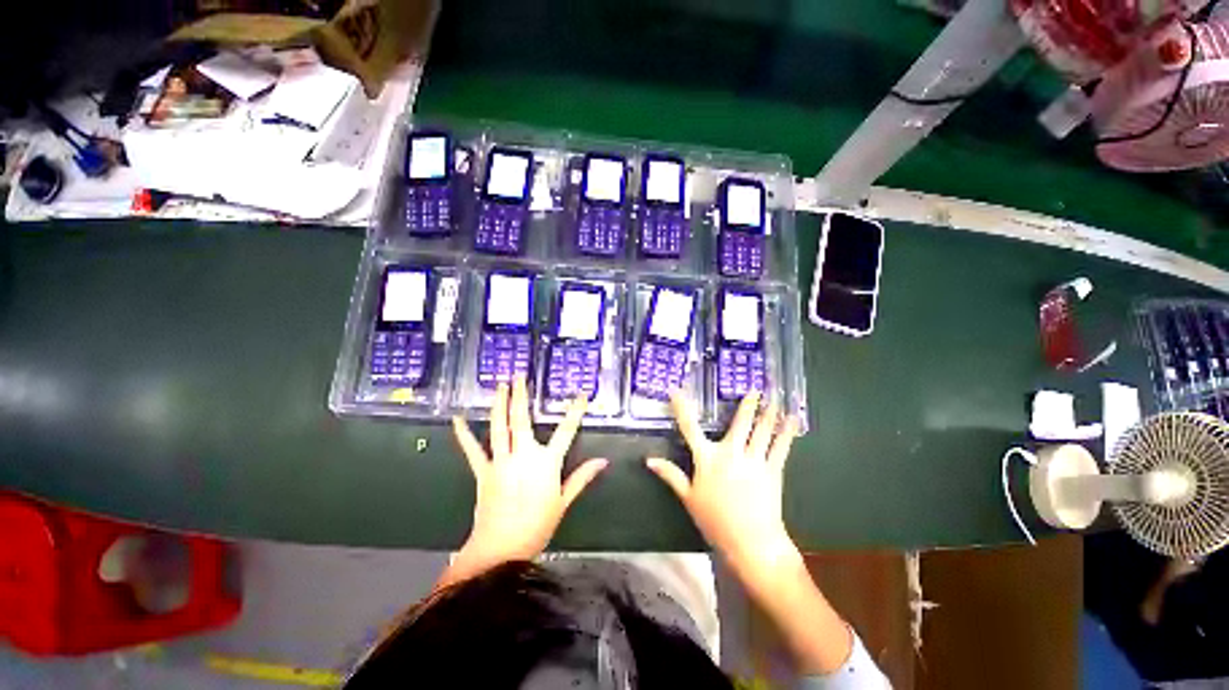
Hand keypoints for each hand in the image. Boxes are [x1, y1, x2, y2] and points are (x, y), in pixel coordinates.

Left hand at [447, 377, 606, 581]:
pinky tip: (458, 419)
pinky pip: (473, 450)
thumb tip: (603, 461)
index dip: (575, 412)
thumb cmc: (537, 526)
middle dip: (521, 396)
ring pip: (499, 427)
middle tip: (519, 376)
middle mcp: (523, 455)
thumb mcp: (563, 502)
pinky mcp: (483, 471)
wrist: (499, 549)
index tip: (580, 395)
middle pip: (522, 420)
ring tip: (499, 386)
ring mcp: (501, 461)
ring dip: (499, 405)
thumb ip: (582, 477)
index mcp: (546, 463)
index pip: (566, 431)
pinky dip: (464, 434)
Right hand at [646, 391, 800, 581]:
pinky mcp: (773, 470)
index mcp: (707, 458)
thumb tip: (649, 460)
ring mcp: (754, 460)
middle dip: (747, 404)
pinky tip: (793, 419)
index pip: (689, 427)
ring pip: (762, 430)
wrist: (751, 543)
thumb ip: (670, 475)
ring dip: (768, 412)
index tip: (676, 391)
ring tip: (775, 395)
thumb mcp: (688, 498)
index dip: (681, 407)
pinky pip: (781, 446)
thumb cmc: (715, 521)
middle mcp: (731, 453)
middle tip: (755, 388)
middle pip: (739, 423)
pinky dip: (787, 431)